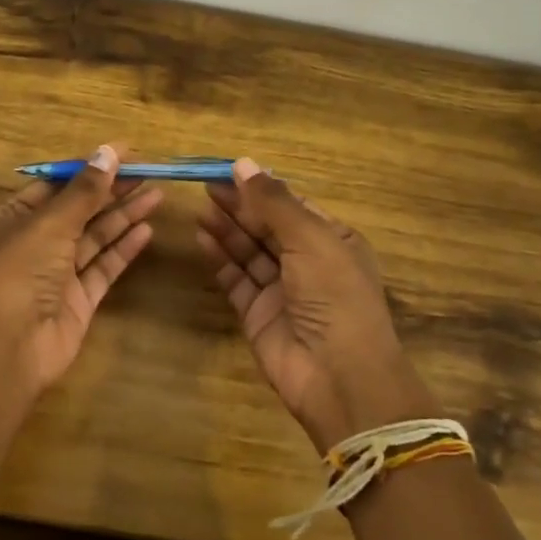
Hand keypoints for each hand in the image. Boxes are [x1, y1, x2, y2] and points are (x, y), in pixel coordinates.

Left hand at [0, 145, 162, 397]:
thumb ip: (84, 191)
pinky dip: (123, 249)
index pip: (55, 185)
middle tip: (149, 171)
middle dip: (111, 190)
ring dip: (123, 216)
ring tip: (157, 195)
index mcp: (13, 218)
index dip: (88, 168)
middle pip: (78, 210)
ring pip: (94, 238)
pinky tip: (146, 231)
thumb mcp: (50, 222)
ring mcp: (56, 274)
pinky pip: (103, 267)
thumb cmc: (19, 271)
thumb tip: (109, 151)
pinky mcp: (77, 301)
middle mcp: (33, 243)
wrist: (8, 347)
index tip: (124, 153)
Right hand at [197, 158, 436, 452]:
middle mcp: (308, 263)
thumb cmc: (334, 295)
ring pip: (250, 251)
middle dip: (240, 206)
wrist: (339, 376)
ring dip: (227, 229)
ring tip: (201, 207)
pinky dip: (221, 259)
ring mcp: (282, 290)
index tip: (229, 170)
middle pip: (267, 227)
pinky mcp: (258, 315)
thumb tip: (243, 163)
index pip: (292, 206)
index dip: (262, 188)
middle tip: (206, 186)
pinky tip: (202, 237)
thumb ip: (273, 201)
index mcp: (333, 241)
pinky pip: (237, 279)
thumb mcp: (309, 238)